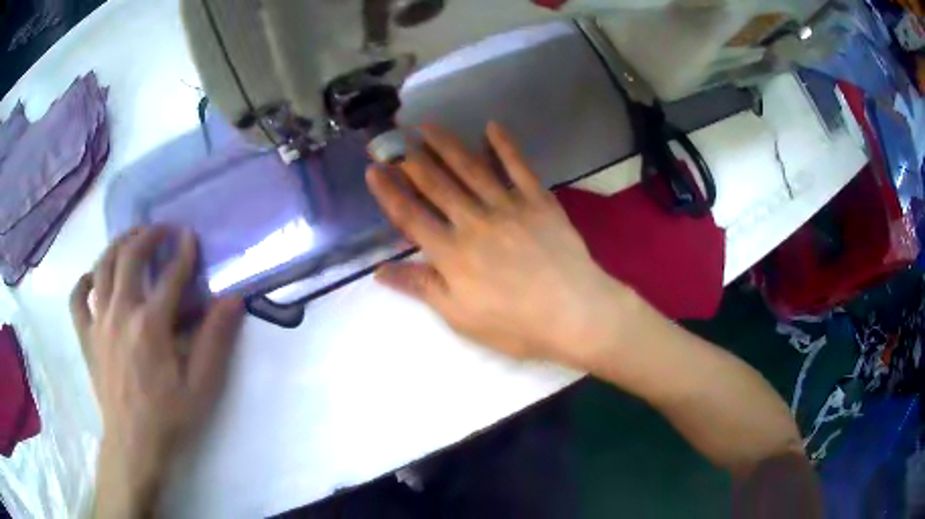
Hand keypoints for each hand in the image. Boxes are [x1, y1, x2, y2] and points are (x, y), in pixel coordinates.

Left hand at [70, 227, 243, 517]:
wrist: (134, 446)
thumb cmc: (170, 418)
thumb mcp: (202, 386)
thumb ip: (215, 341)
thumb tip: (232, 300)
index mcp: (151, 325)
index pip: (170, 275)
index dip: (183, 252)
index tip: (191, 236)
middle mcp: (120, 313)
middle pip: (129, 257)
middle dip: (147, 235)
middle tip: (160, 229)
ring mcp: (98, 322)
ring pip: (101, 266)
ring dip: (117, 245)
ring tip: (130, 240)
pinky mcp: (86, 336)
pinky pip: (77, 298)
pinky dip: (85, 281)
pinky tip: (94, 278)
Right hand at [367, 122, 633, 365]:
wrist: (575, 314)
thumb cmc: (515, 324)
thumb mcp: (460, 316)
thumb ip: (421, 287)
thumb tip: (379, 271)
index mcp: (451, 253)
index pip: (409, 215)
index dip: (388, 191)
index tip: (373, 169)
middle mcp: (473, 221)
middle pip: (436, 184)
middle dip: (410, 158)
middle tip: (393, 135)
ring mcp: (508, 207)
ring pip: (470, 168)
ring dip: (447, 144)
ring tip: (427, 125)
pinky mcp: (538, 201)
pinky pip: (518, 167)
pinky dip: (505, 145)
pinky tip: (492, 126)